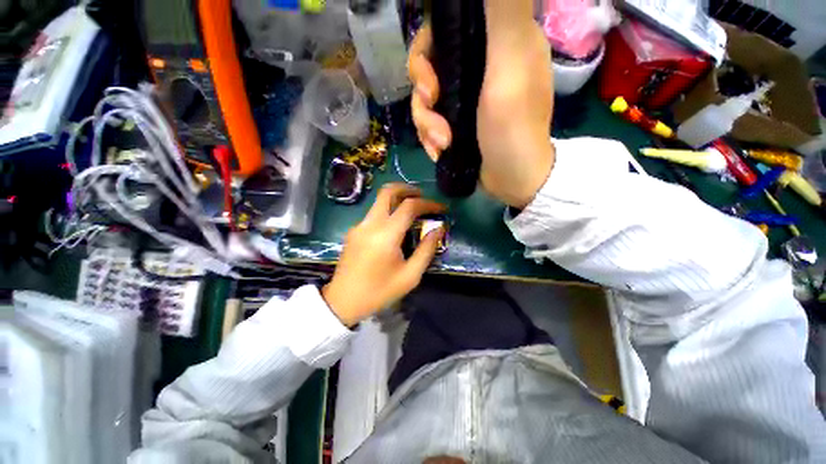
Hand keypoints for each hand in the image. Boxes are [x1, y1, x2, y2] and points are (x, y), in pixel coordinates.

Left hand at [322, 184, 446, 325]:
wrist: (343, 301)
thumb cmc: (379, 292)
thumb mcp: (410, 276)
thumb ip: (426, 250)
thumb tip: (438, 229)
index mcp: (386, 236)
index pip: (409, 207)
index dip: (428, 204)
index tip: (441, 209)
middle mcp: (370, 224)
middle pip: (388, 191)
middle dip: (408, 189)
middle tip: (422, 196)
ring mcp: (359, 226)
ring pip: (379, 201)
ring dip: (397, 199)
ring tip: (412, 210)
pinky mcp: (353, 231)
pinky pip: (373, 214)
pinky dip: (388, 212)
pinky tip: (395, 227)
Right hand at [408, 0, 555, 208]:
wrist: (513, 179)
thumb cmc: (514, 127)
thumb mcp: (510, 65)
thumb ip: (504, 12)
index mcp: (492, 45)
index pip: (443, 32)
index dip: (425, 53)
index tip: (429, 83)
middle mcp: (477, 67)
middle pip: (428, 69)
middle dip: (423, 99)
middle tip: (434, 121)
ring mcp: (465, 98)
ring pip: (425, 101)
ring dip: (427, 126)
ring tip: (442, 144)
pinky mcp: (457, 123)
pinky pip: (430, 123)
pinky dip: (431, 139)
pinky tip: (440, 152)